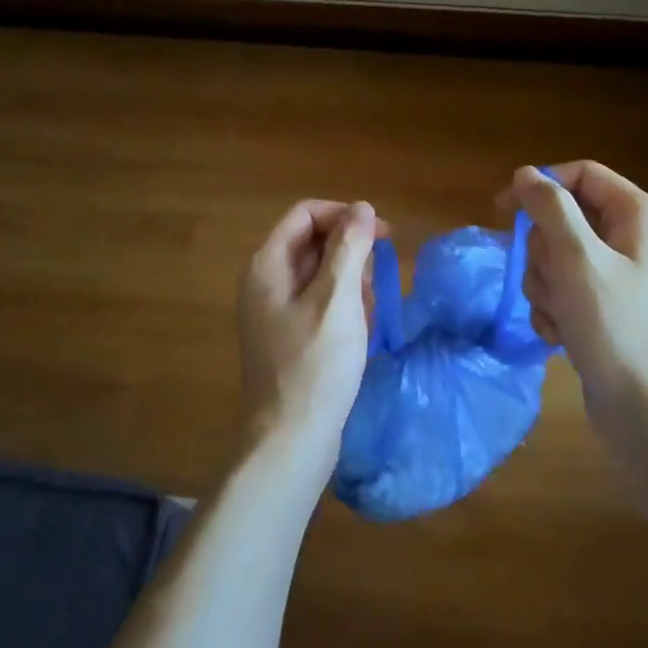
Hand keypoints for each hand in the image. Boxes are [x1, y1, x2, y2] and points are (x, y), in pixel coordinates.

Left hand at [236, 199, 379, 485]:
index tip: (382, 234)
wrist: (291, 439)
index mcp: (268, 266)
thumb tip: (362, 207)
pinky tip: (360, 333)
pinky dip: (343, 310)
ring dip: (351, 285)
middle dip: (351, 255)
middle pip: (313, 243)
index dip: (345, 215)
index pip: (305, 215)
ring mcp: (274, 313)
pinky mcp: (288, 338)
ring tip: (368, 314)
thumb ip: (350, 247)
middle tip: (377, 282)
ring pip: (321, 276)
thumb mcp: (338, 299)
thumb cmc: (315, 365)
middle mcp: (265, 283)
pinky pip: (320, 306)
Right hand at [505, 162, 647, 425]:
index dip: (541, 186)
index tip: (503, 210)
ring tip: (560, 315)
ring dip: (545, 286)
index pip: (581, 175)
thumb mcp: (577, 260)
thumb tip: (525, 174)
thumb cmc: (615, 327)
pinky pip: (562, 289)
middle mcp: (632, 239)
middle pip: (564, 219)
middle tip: (553, 281)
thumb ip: (549, 209)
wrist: (643, 409)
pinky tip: (561, 335)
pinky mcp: (603, 307)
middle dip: (544, 253)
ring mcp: (618, 276)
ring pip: (556, 257)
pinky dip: (553, 309)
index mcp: (639, 216)